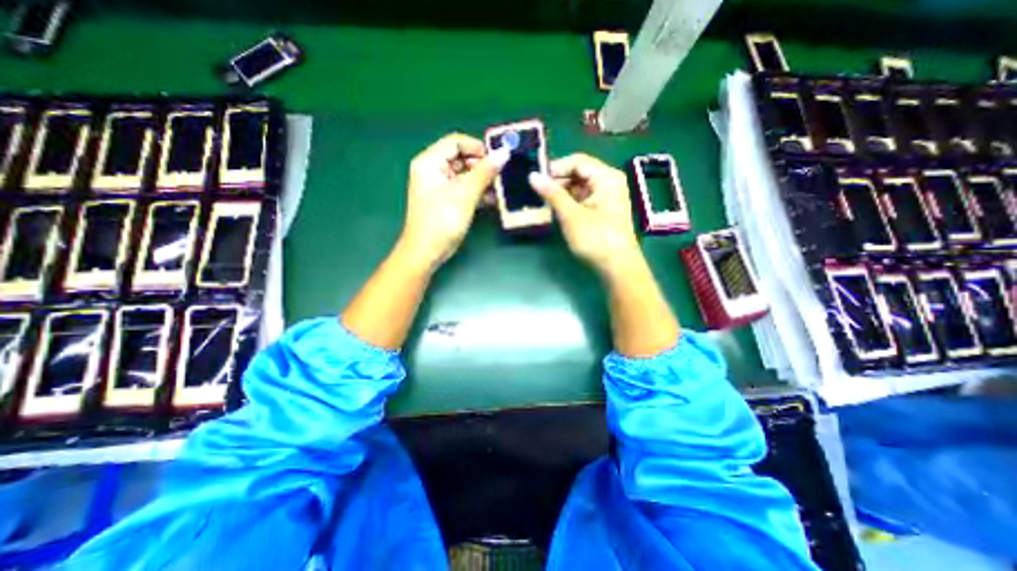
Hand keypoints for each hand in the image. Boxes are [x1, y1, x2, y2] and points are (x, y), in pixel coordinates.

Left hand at [398, 132, 508, 268]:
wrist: (427, 252)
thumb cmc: (442, 221)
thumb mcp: (465, 194)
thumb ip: (484, 172)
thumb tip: (503, 153)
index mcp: (430, 162)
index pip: (456, 142)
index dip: (478, 148)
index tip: (498, 159)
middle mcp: (433, 170)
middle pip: (461, 158)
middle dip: (482, 166)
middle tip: (501, 176)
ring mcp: (439, 187)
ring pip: (465, 175)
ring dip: (482, 181)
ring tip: (500, 189)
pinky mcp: (446, 201)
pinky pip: (464, 189)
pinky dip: (477, 193)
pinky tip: (492, 199)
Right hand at [529, 151, 637, 272]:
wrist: (617, 267)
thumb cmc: (595, 238)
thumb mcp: (571, 215)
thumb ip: (552, 194)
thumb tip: (532, 176)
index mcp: (606, 177)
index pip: (577, 161)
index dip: (555, 168)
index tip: (536, 178)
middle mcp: (608, 182)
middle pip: (579, 173)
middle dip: (557, 181)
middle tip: (537, 191)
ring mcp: (606, 197)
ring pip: (579, 187)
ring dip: (561, 193)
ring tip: (542, 201)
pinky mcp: (602, 210)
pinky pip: (583, 199)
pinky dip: (569, 202)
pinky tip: (555, 210)